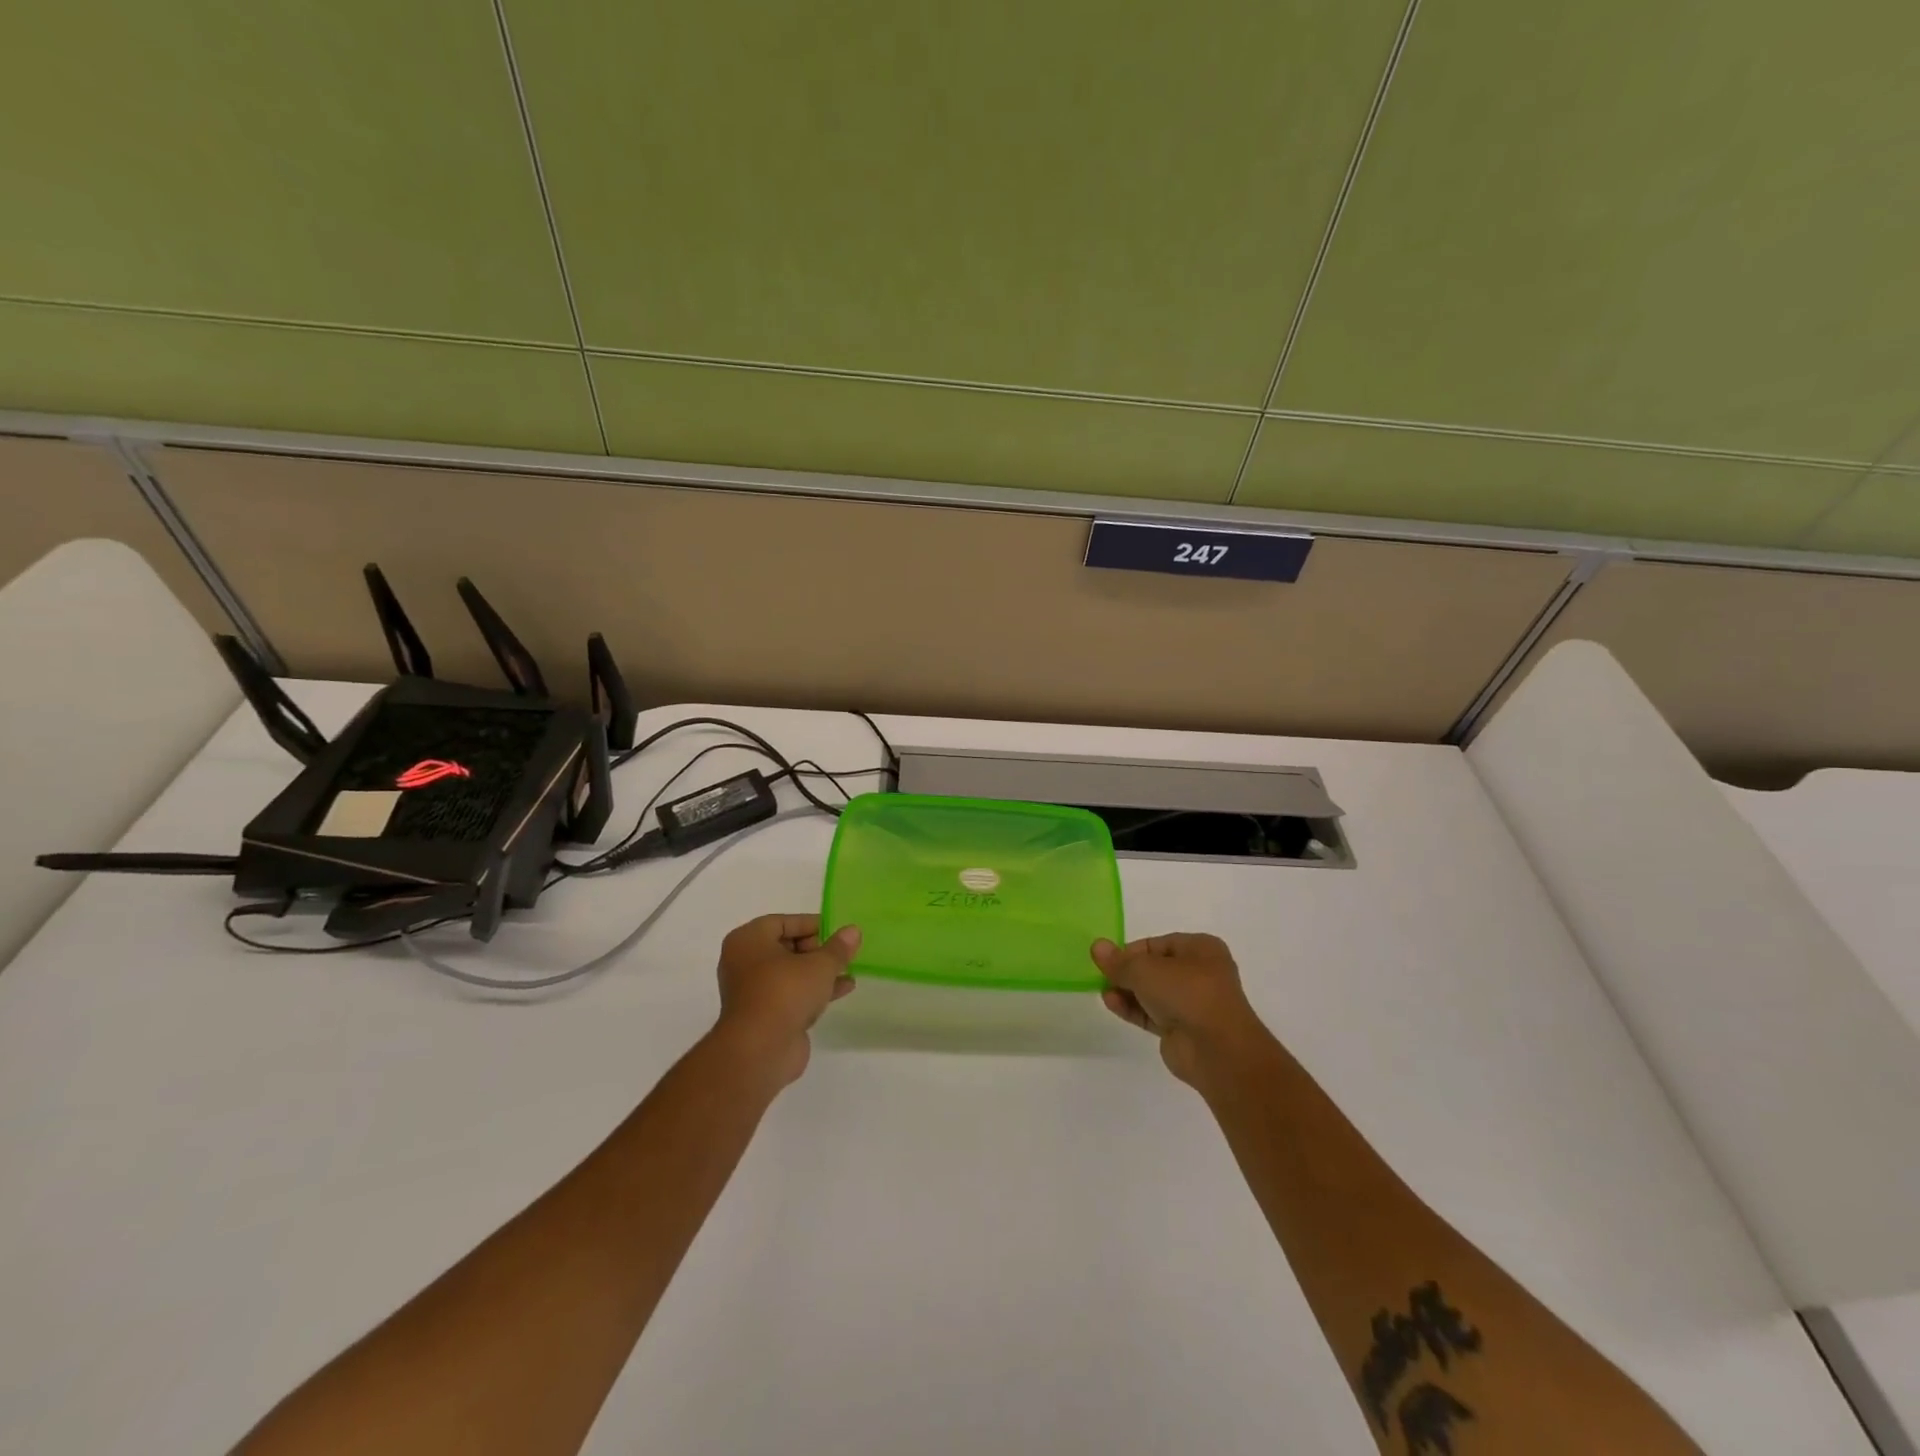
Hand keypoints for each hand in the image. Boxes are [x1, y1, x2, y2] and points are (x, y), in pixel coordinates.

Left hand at [713, 914, 858, 1086]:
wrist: (759, 1051)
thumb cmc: (785, 993)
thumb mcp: (819, 965)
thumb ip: (838, 948)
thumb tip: (853, 931)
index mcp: (748, 941)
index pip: (783, 922)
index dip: (812, 924)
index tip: (837, 930)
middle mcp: (745, 962)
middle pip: (786, 947)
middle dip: (817, 949)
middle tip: (842, 952)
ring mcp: (754, 991)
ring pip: (791, 973)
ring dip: (819, 971)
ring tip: (849, 969)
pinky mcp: (764, 1015)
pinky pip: (792, 994)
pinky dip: (814, 990)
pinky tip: (844, 989)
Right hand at [1091, 933, 1269, 1087]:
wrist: (1217, 1050)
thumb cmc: (1187, 993)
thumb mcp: (1145, 969)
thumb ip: (1119, 961)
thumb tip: (1096, 946)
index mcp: (1201, 949)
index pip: (1157, 944)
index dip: (1131, 950)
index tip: (1108, 959)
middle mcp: (1200, 973)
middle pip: (1155, 968)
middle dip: (1128, 972)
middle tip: (1102, 975)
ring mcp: (1193, 1004)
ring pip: (1153, 992)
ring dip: (1127, 991)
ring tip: (1103, 991)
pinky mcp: (1183, 1030)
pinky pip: (1153, 1014)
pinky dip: (1133, 1008)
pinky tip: (1111, 1004)